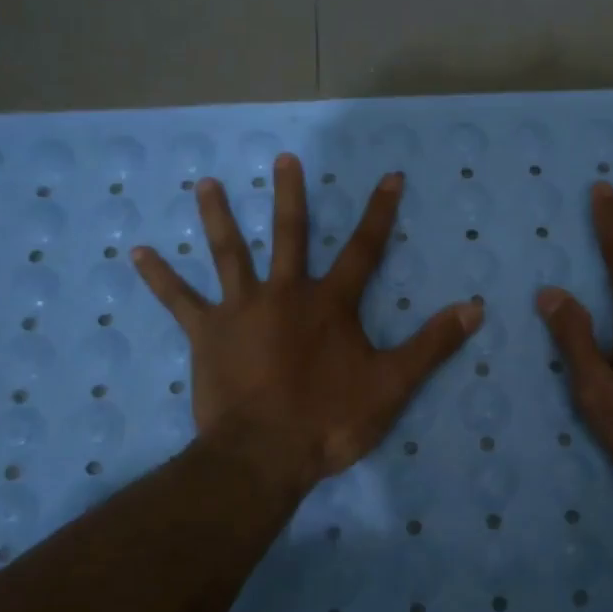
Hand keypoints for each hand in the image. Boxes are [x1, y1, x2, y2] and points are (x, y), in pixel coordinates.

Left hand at [134, 155, 481, 492]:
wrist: (264, 453)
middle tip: (283, 158)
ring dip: (218, 216)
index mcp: (331, 303)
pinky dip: (160, 277)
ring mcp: (241, 310)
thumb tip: (475, 307)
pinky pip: (180, 300)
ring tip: (205, 183)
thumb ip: (432, 344)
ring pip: (229, 253)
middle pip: (290, 235)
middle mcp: (285, 293)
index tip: (390, 175)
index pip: (365, 248)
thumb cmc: (330, 419)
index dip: (380, 212)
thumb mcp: (393, 384)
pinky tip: (137, 253)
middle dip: (291, 196)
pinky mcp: (207, 334)